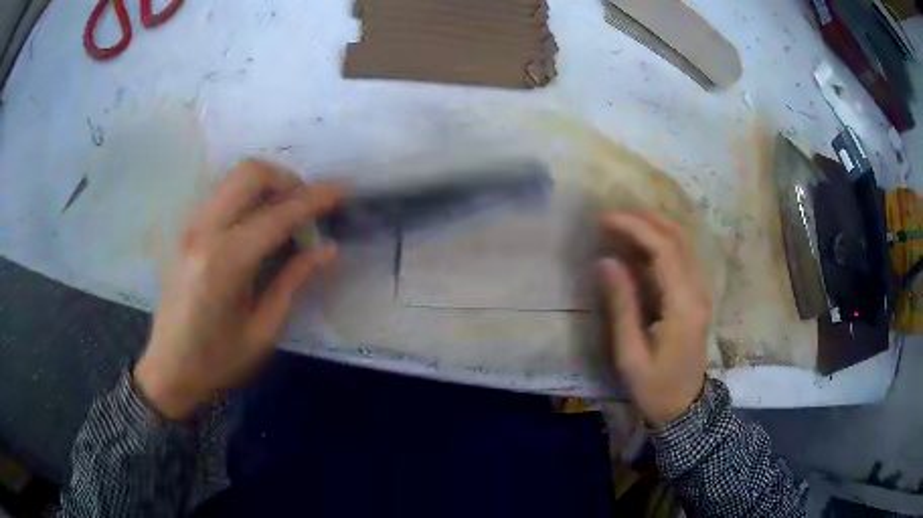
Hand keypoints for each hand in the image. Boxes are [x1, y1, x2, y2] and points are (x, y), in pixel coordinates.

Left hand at [134, 159, 342, 419]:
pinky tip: (256, 222)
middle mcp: (204, 232)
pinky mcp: (184, 231)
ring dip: (265, 184)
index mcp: (225, 262)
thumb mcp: (263, 331)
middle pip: (249, 173)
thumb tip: (328, 249)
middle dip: (286, 179)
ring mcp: (189, 227)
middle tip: (307, 203)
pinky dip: (246, 195)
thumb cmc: (218, 360)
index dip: (314, 199)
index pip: (277, 215)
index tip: (341, 190)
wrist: (169, 368)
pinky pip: (220, 194)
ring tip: (285, 211)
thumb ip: (294, 282)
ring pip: (232, 178)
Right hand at [598, 210, 711, 427]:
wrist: (685, 409)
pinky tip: (638, 244)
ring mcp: (700, 291)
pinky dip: (659, 241)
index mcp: (684, 306)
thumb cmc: (655, 388)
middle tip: (609, 216)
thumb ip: (622, 306)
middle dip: (644, 219)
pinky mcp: (696, 295)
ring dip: (653, 225)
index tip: (604, 220)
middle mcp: (698, 291)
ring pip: (682, 243)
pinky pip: (681, 256)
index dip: (635, 228)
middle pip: (677, 238)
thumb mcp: (631, 355)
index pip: (664, 250)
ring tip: (620, 222)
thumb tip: (605, 261)